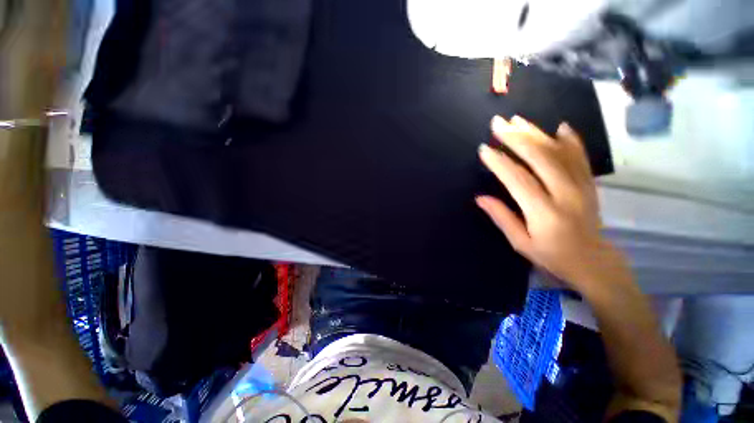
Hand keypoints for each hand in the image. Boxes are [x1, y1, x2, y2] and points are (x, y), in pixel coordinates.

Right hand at [476, 115, 626, 291]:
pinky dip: (571, 140)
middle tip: (499, 124)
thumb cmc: (552, 255)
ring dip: (537, 133)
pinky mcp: (589, 183)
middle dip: (517, 138)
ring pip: (559, 152)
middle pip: (540, 158)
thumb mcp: (520, 242)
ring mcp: (581, 186)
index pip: (518, 180)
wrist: (593, 262)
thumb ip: (501, 217)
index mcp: (544, 212)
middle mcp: (566, 194)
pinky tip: (560, 127)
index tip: (485, 149)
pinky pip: (581, 157)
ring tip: (518, 120)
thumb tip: (480, 198)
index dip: (500, 163)